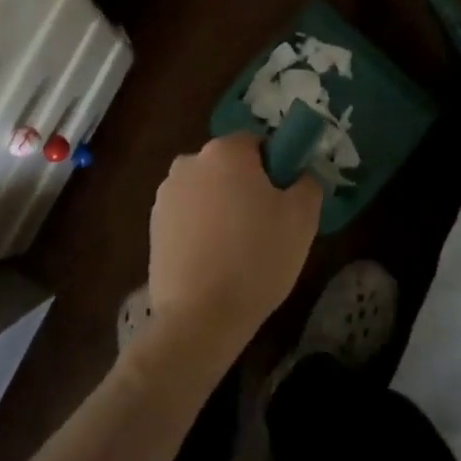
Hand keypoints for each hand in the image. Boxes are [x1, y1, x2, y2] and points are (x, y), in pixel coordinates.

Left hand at [141, 134, 322, 374]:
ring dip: (221, 207)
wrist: (201, 317)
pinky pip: (188, 216)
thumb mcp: (302, 218)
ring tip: (238, 249)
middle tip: (267, 225)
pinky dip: (201, 229)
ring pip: (207, 191)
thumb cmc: (257, 258)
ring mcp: (166, 194)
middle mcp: (189, 162)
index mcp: (225, 151)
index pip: (257, 143)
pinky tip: (214, 260)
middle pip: (228, 166)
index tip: (284, 199)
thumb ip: (307, 182)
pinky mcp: (153, 226)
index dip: (275, 167)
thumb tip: (300, 175)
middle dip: (246, 186)